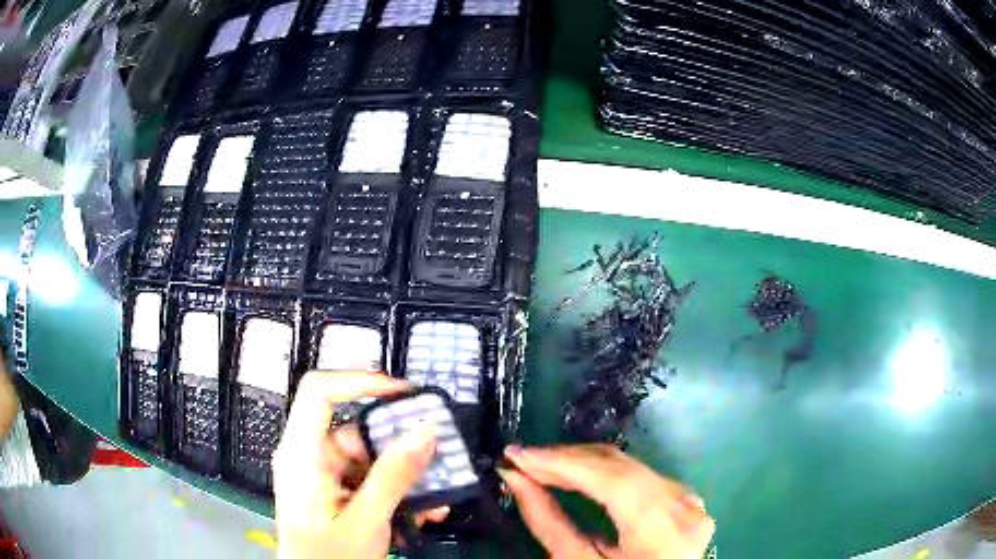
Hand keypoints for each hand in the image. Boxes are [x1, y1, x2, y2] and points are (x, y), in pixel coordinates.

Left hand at [273, 371, 447, 558]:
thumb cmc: (329, 556)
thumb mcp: (366, 520)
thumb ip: (394, 476)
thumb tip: (426, 431)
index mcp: (302, 453)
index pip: (320, 392)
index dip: (359, 381)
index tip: (403, 393)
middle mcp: (310, 455)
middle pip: (356, 428)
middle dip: (401, 443)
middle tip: (440, 454)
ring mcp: (323, 474)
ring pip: (370, 457)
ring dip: (406, 474)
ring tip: (440, 494)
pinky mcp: (335, 490)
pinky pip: (369, 478)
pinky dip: (397, 490)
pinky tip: (423, 510)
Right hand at [500, 444, 714, 558]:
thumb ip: (548, 523)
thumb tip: (515, 479)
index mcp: (661, 531)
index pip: (612, 480)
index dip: (562, 463)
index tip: (517, 455)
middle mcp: (683, 506)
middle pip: (621, 467)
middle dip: (567, 459)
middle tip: (523, 458)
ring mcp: (688, 500)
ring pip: (630, 466)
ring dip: (583, 463)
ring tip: (542, 464)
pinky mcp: (684, 498)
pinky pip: (641, 475)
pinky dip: (605, 472)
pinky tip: (577, 472)